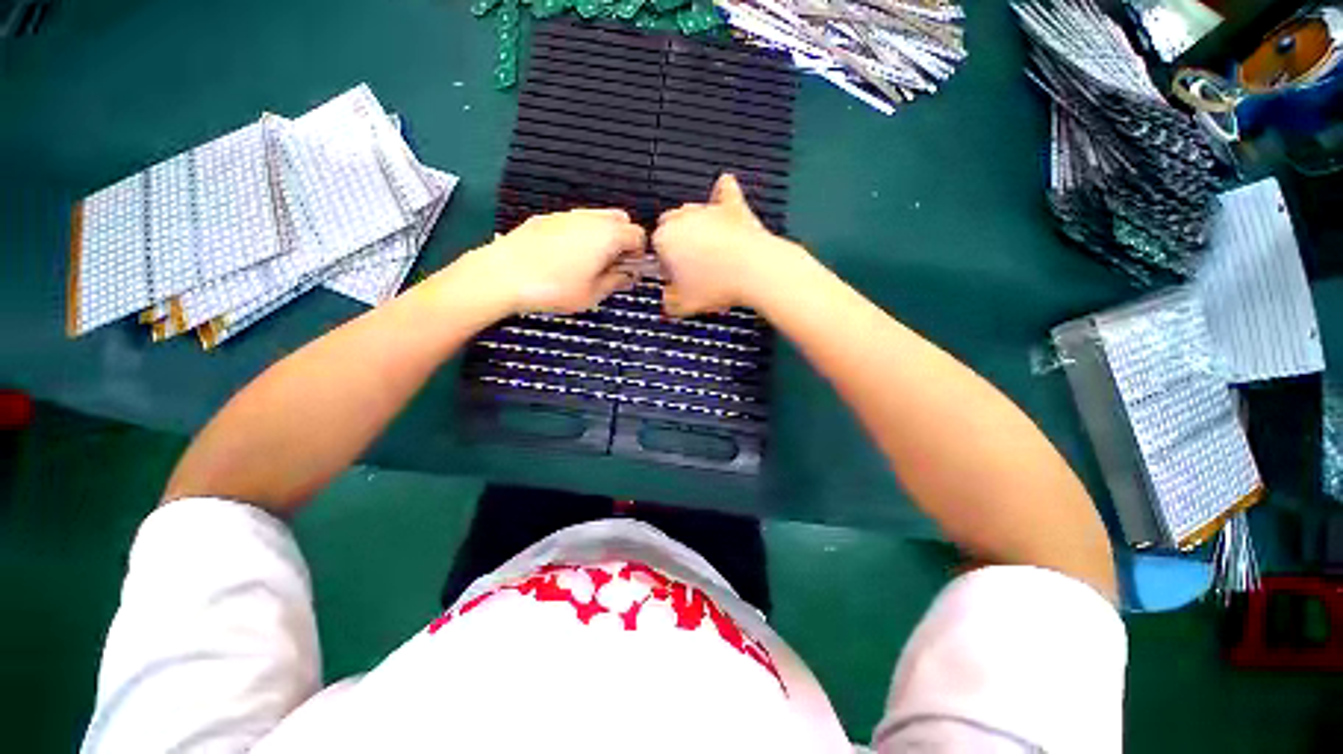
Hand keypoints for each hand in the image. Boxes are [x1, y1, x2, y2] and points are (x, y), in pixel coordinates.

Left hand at [458, 209, 647, 314]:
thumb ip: (617, 281)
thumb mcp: (593, 294)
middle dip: (623, 240)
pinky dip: (580, 233)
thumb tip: (629, 274)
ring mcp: (567, 214)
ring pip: (597, 218)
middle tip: (611, 264)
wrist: (502, 274)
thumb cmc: (555, 288)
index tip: (628, 271)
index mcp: (608, 235)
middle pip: (621, 220)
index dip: (639, 254)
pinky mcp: (546, 218)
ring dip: (602, 235)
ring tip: (588, 262)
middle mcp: (591, 218)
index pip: (639, 235)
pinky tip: (563, 256)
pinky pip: (574, 221)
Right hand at [652, 174, 796, 315]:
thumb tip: (669, 299)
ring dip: (696, 227)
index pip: (656, 247)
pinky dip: (722, 193)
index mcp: (664, 239)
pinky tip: (722, 195)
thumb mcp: (682, 305)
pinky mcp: (733, 206)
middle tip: (691, 265)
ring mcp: (708, 209)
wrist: (754, 271)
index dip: (666, 264)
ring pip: (693, 211)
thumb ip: (668, 300)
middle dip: (677, 242)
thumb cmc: (717, 286)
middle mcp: (682, 218)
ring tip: (709, 251)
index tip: (677, 278)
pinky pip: (724, 190)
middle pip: (670, 224)